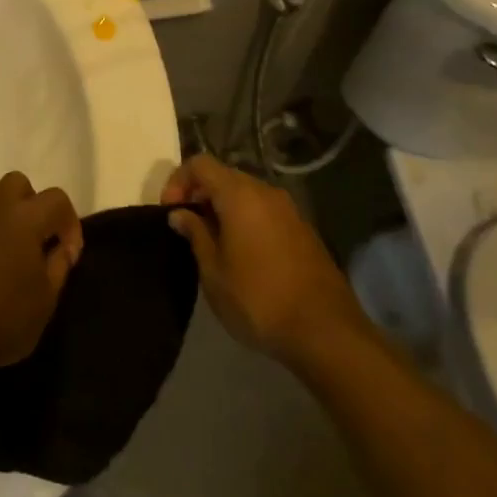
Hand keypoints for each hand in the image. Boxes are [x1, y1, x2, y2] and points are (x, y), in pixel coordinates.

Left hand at [0, 172, 82, 377]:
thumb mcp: (47, 299)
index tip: (68, 254)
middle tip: (32, 239)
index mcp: (26, 218)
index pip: (57, 200)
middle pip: (18, 183)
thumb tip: (62, 246)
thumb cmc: (5, 319)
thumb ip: (59, 264)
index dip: (69, 223)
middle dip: (30, 204)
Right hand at [161, 155, 366, 364]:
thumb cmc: (259, 299)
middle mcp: (266, 192)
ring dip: (223, 209)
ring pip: (246, 194)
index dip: (178, 182)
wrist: (327, 333)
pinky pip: (265, 212)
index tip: (170, 213)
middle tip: (187, 227)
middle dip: (200, 194)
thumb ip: (195, 234)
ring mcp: (289, 210)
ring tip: (212, 243)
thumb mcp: (214, 271)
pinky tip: (242, 254)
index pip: (200, 164)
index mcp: (240, 194)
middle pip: (224, 176)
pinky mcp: (304, 231)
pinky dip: (246, 220)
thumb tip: (180, 213)